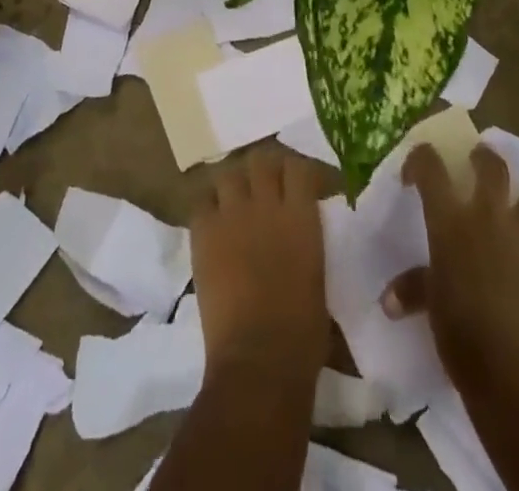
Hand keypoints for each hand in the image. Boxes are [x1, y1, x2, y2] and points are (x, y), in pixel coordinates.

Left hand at [189, 149, 327, 387]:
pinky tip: (212, 222)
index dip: (296, 172)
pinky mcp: (203, 232)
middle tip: (263, 186)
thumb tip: (299, 233)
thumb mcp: (317, 275)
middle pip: (261, 159)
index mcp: (301, 216)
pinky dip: (207, 206)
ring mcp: (232, 214)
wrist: (259, 359)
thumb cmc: (302, 332)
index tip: (297, 184)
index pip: (298, 167)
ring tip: (234, 200)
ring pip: (228, 173)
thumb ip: (307, 240)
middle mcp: (267, 204)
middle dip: (262, 169)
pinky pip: (200, 201)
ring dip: (233, 184)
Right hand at [381, 143, 518, 392]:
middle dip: (485, 158)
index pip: (431, 168)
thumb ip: (413, 290)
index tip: (412, 174)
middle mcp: (485, 220)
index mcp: (450, 221)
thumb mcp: (430, 305)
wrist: (514, 375)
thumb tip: (389, 301)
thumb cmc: (460, 331)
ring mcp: (518, 244)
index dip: (419, 160)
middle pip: (492, 169)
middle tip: (477, 158)